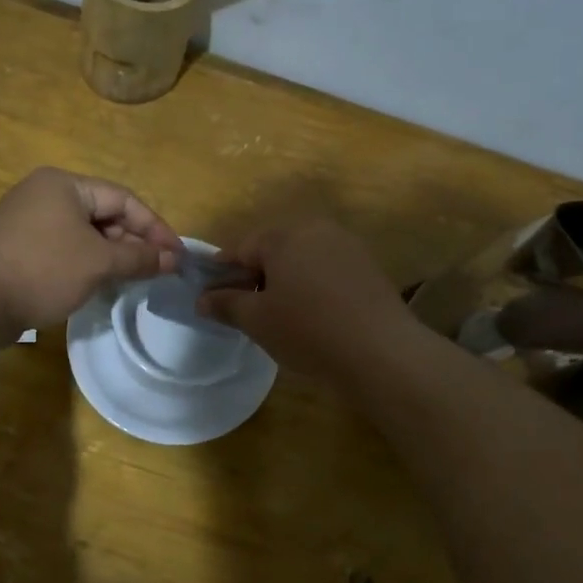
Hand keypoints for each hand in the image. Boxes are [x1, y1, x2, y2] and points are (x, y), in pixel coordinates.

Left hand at [0, 168, 181, 332]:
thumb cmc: (42, 269)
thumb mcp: (98, 263)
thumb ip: (138, 258)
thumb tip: (171, 260)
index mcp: (65, 185)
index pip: (123, 199)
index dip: (154, 227)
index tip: (176, 256)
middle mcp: (45, 195)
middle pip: (103, 214)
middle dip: (132, 242)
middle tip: (156, 271)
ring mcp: (27, 221)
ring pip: (83, 233)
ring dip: (111, 254)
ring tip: (133, 279)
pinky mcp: (17, 247)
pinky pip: (63, 248)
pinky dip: (86, 262)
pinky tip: (98, 283)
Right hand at [198, 218, 414, 378]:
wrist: (381, 352)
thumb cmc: (307, 330)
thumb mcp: (257, 320)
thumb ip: (226, 304)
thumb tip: (202, 299)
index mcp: (284, 236)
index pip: (241, 249)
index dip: (223, 274)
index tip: (213, 300)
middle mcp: (316, 230)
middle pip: (273, 249)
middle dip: (256, 276)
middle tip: (247, 310)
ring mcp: (347, 246)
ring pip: (302, 259)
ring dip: (285, 281)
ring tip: (280, 316)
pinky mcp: (368, 267)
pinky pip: (327, 271)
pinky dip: (312, 287)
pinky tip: (312, 316)